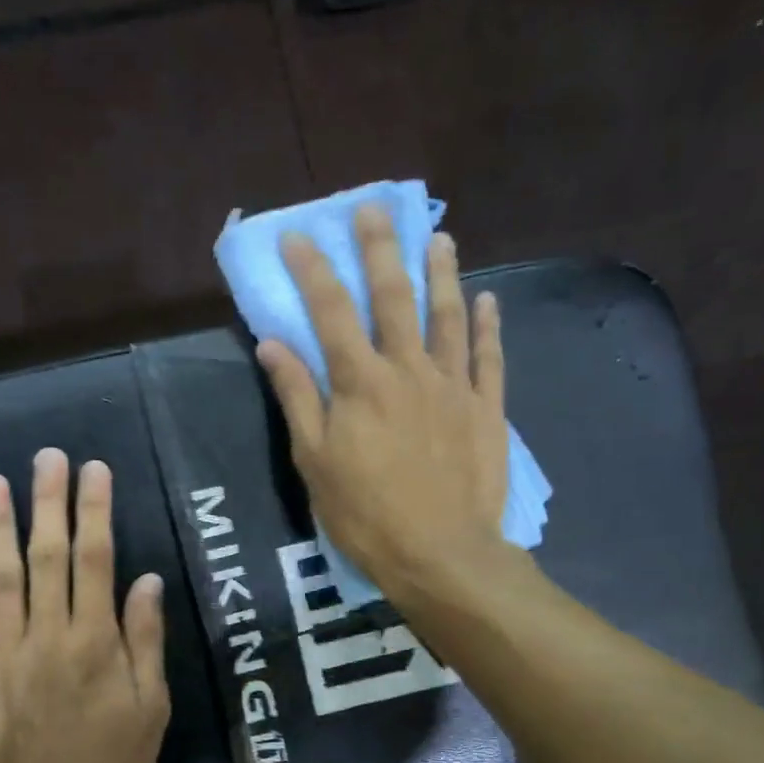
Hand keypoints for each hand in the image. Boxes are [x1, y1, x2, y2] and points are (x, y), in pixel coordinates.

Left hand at [0, 449, 170, 762]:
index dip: (95, 511)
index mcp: (95, 642)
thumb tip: (145, 579)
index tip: (93, 470)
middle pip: (48, 556)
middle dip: (49, 502)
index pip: (97, 560)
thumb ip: (144, 641)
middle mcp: (48, 635)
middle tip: (47, 456)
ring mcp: (4, 653)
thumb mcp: (149, 710)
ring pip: (0, 578)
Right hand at [257, 204, 513, 600]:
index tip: (298, 235)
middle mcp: (408, 369)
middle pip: (394, 297)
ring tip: (439, 238)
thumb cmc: (365, 513)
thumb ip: (297, 397)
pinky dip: (489, 326)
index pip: (330, 311)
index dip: (313, 269)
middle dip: (380, 249)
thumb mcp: (314, 460)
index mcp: (360, 382)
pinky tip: (488, 300)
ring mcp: (453, 386)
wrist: (439, 553)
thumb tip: (274, 343)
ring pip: (448, 316)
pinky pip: (489, 358)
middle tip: (374, 208)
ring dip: (442, 273)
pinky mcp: (486, 409)